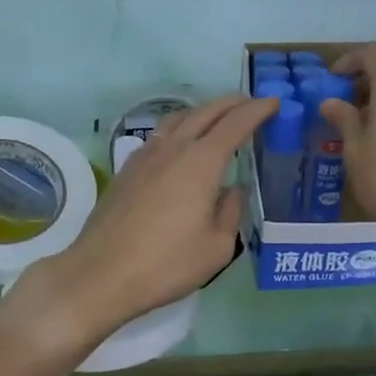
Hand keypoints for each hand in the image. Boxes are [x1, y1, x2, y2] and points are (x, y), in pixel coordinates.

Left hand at [6, 94, 276, 353]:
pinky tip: (181, 144)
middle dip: (232, 103)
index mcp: (202, 162)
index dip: (257, 110)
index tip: (274, 102)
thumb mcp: (216, 248)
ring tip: (217, 117)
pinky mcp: (127, 168)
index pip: (236, 123)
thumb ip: (230, 212)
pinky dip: (180, 127)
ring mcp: (146, 155)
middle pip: (206, 112)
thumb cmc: (166, 264)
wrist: (100, 274)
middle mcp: (174, 148)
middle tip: (250, 103)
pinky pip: (160, 134)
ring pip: (179, 118)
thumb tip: (232, 191)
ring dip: (203, 111)